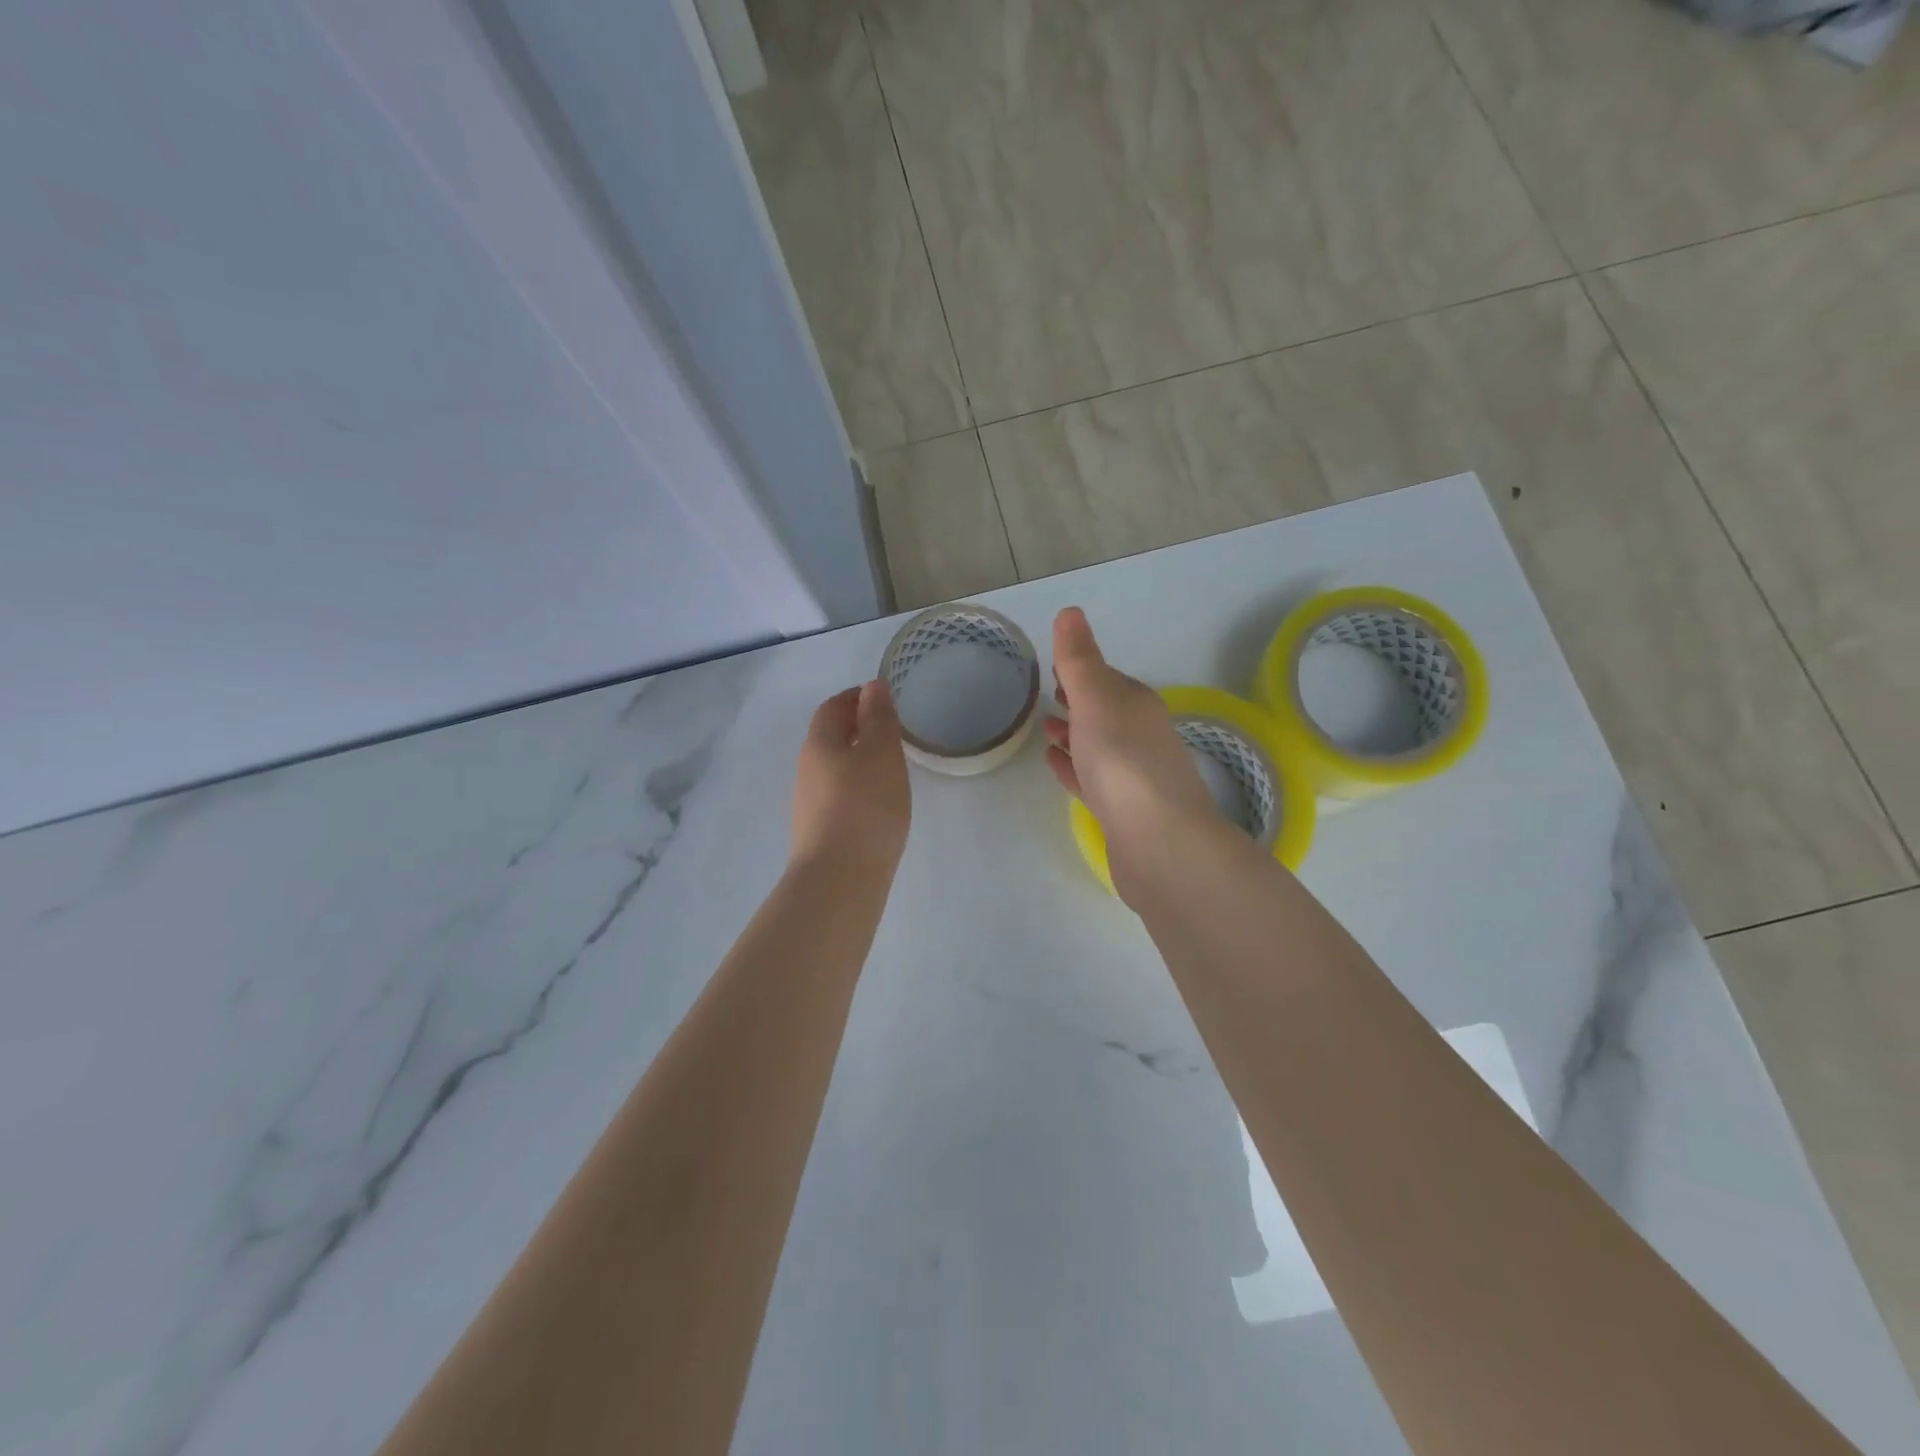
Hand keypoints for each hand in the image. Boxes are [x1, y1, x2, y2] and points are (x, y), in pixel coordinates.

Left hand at [791, 678, 911, 871]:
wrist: (840, 878)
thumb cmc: (866, 806)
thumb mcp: (881, 753)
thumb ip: (879, 718)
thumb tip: (872, 686)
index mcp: (819, 744)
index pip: (833, 708)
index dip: (856, 698)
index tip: (882, 699)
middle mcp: (807, 769)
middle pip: (830, 738)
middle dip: (857, 728)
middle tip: (890, 730)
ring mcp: (809, 803)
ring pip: (833, 768)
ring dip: (857, 759)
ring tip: (890, 767)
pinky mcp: (818, 831)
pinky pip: (838, 795)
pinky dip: (857, 787)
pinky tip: (878, 803)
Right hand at [1043, 607, 1223, 890]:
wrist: (1159, 844)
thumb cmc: (1123, 761)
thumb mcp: (1096, 699)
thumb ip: (1079, 659)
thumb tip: (1071, 611)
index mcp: (1136, 705)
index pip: (1106, 680)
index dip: (1080, 671)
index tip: (1055, 666)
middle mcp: (1140, 737)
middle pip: (1104, 712)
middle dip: (1078, 701)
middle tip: (1047, 695)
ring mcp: (1132, 777)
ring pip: (1097, 747)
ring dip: (1074, 735)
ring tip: (1044, 729)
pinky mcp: (1121, 813)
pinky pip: (1091, 780)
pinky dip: (1072, 769)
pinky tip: (1054, 766)